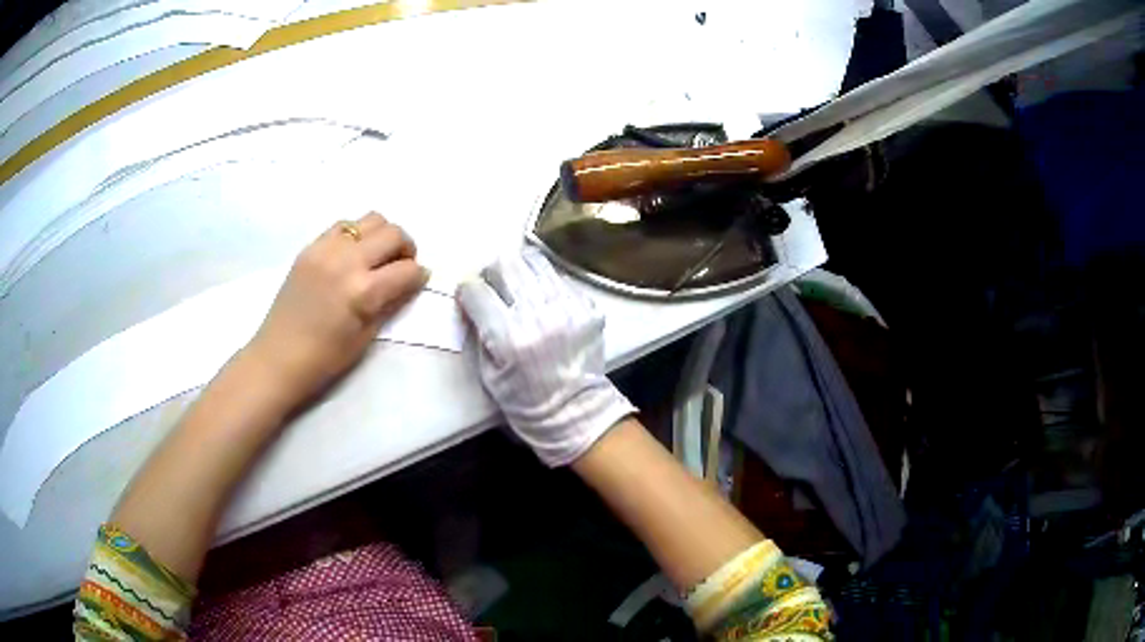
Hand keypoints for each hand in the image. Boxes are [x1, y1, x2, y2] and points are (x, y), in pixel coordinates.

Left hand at [247, 213, 428, 405]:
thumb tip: (411, 281)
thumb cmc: (325, 358)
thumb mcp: (366, 336)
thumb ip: (391, 302)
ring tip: (376, 257)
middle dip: (406, 249)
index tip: (418, 282)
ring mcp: (326, 249)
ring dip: (382, 235)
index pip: (407, 270)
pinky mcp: (310, 247)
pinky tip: (352, 255)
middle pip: (393, 234)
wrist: (278, 357)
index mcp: (363, 291)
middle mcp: (347, 261)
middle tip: (401, 266)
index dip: (419, 276)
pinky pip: (343, 226)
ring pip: (371, 219)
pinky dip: (356, 235)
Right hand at [457, 248, 634, 465]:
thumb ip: (479, 331)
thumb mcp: (488, 373)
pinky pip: (560, 279)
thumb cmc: (524, 401)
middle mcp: (539, 315)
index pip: (477, 290)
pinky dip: (546, 285)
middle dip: (493, 272)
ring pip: (535, 262)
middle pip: (507, 265)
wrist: (575, 413)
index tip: (468, 294)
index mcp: (508, 336)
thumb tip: (473, 298)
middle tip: (493, 285)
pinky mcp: (588, 307)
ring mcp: (568, 307)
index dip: (467, 289)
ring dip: (520, 271)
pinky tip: (544, 303)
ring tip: (519, 286)